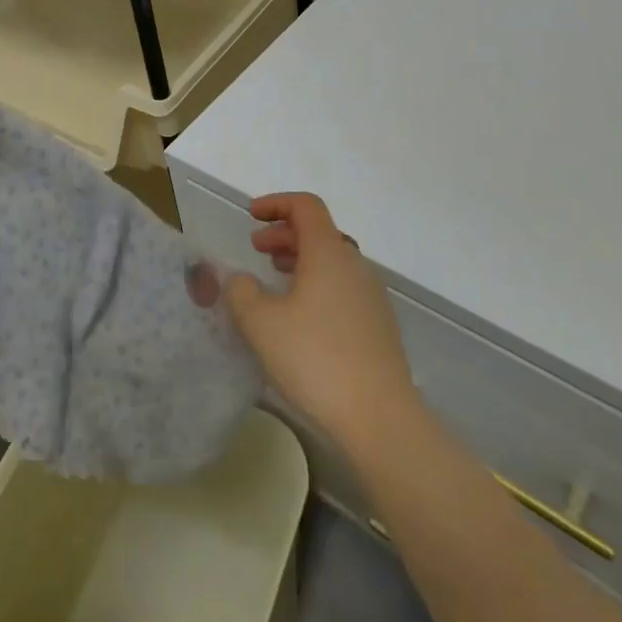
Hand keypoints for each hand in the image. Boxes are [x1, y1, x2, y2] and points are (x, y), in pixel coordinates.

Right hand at [225, 192, 418, 459]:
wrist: (380, 419)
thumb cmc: (315, 359)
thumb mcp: (260, 323)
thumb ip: (241, 292)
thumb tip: (241, 280)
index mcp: (328, 253)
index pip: (305, 206)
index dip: (276, 203)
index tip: (251, 216)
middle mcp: (354, 265)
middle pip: (319, 232)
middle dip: (284, 233)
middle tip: (256, 249)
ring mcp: (372, 296)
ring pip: (333, 261)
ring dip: (301, 259)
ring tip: (275, 278)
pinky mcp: (379, 325)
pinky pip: (344, 286)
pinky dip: (318, 283)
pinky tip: (301, 315)